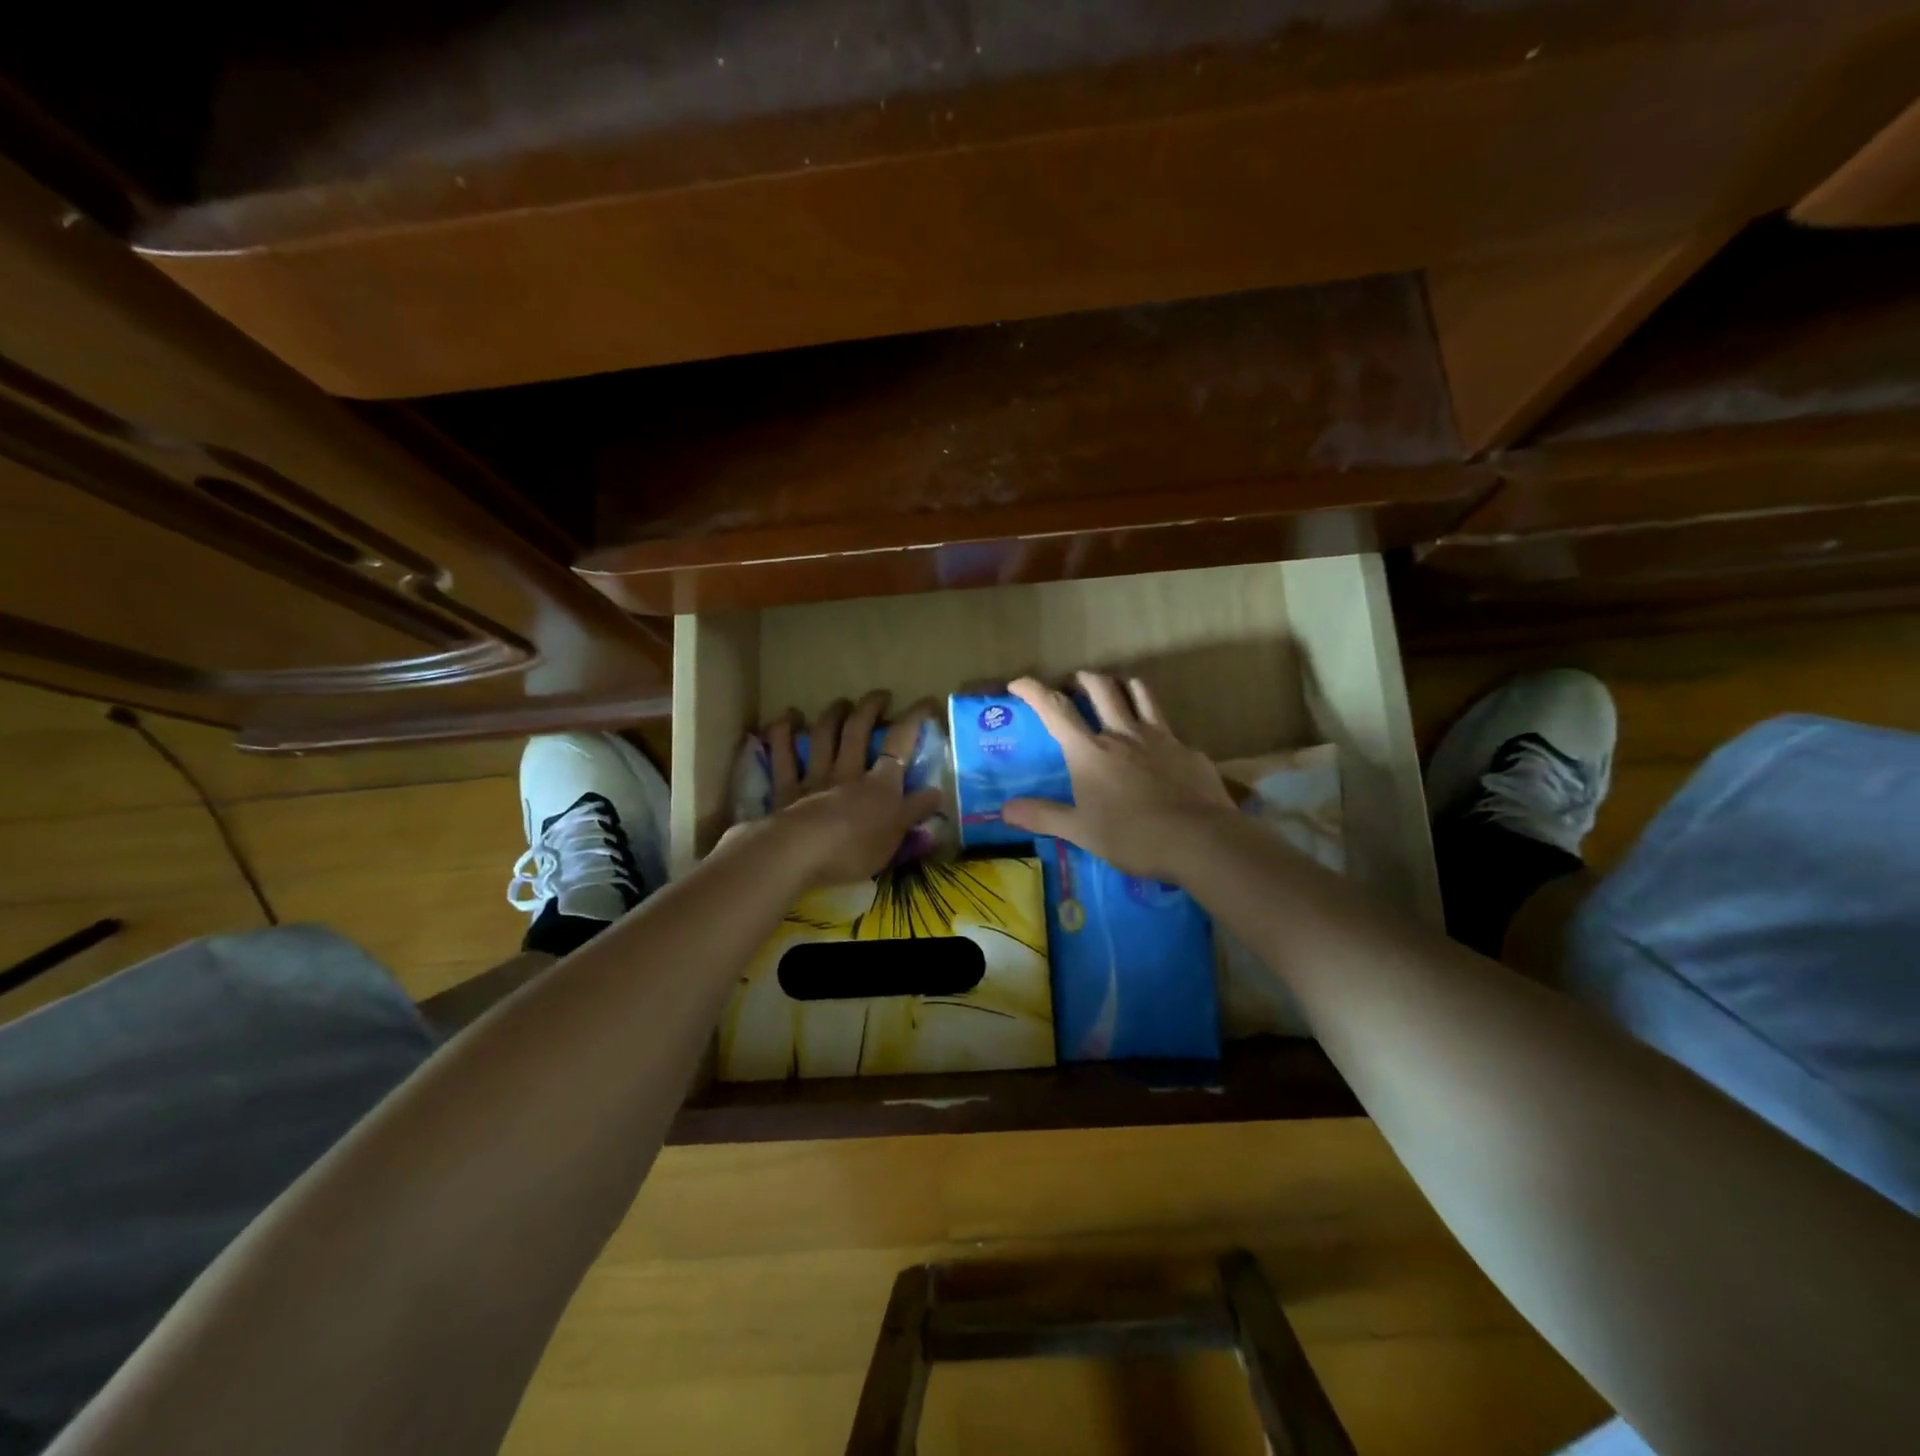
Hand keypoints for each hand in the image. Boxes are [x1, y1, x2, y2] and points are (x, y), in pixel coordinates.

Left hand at [743, 690, 943, 887]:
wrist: (801, 855)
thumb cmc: (855, 850)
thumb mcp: (895, 836)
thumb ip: (914, 811)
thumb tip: (936, 791)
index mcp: (880, 785)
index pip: (900, 744)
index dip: (913, 719)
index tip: (926, 702)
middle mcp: (848, 772)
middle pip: (858, 730)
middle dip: (870, 708)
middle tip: (880, 696)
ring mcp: (815, 778)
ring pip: (823, 736)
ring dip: (832, 715)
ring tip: (839, 703)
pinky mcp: (786, 790)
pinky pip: (782, 756)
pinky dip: (782, 735)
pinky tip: (784, 720)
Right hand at [1002, 672, 1235, 880]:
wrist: (1200, 840)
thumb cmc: (1132, 836)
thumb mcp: (1081, 831)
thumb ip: (1043, 817)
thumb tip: (1004, 810)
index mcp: (1090, 751)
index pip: (1055, 710)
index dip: (1033, 691)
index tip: (1018, 682)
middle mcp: (1122, 734)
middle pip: (1100, 687)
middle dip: (1081, 678)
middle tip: (1073, 684)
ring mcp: (1159, 737)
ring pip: (1139, 692)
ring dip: (1121, 685)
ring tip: (1115, 692)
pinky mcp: (1187, 749)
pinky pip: (1167, 726)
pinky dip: (1155, 725)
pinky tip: (1157, 746)